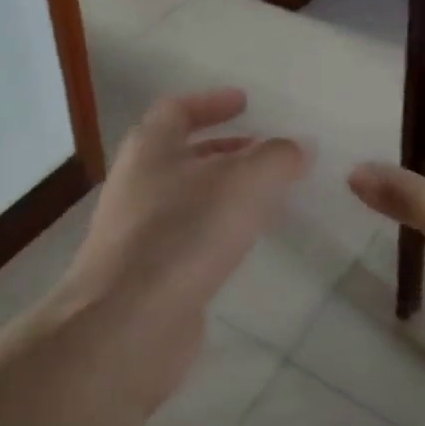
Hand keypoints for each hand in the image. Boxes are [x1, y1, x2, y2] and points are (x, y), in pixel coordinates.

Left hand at [56, 88, 307, 387]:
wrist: (127, 323)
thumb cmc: (184, 233)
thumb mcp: (244, 182)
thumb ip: (277, 158)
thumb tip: (298, 147)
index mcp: (150, 147)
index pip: (177, 109)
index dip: (212, 102)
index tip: (245, 103)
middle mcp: (137, 182)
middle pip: (181, 152)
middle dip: (224, 148)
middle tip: (263, 151)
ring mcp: (137, 229)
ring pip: (186, 195)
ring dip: (223, 189)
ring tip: (265, 196)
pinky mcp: (146, 271)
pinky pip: (186, 234)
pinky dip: (216, 227)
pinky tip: (244, 242)